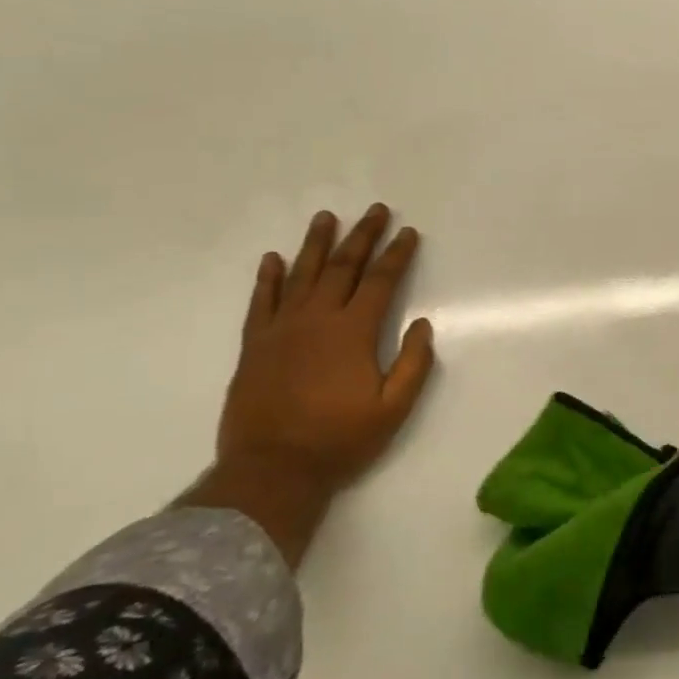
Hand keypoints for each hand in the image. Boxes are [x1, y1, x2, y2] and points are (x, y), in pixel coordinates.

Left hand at [216, 204, 435, 497]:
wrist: (272, 469)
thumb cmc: (339, 440)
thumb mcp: (393, 409)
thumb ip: (413, 365)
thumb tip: (423, 324)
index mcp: (353, 332)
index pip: (381, 281)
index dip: (397, 254)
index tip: (408, 232)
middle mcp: (317, 319)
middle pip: (343, 267)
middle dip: (363, 236)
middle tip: (375, 210)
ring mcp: (281, 328)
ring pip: (301, 274)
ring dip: (316, 244)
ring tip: (327, 217)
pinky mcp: (255, 344)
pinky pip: (261, 301)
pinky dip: (268, 278)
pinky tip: (273, 259)